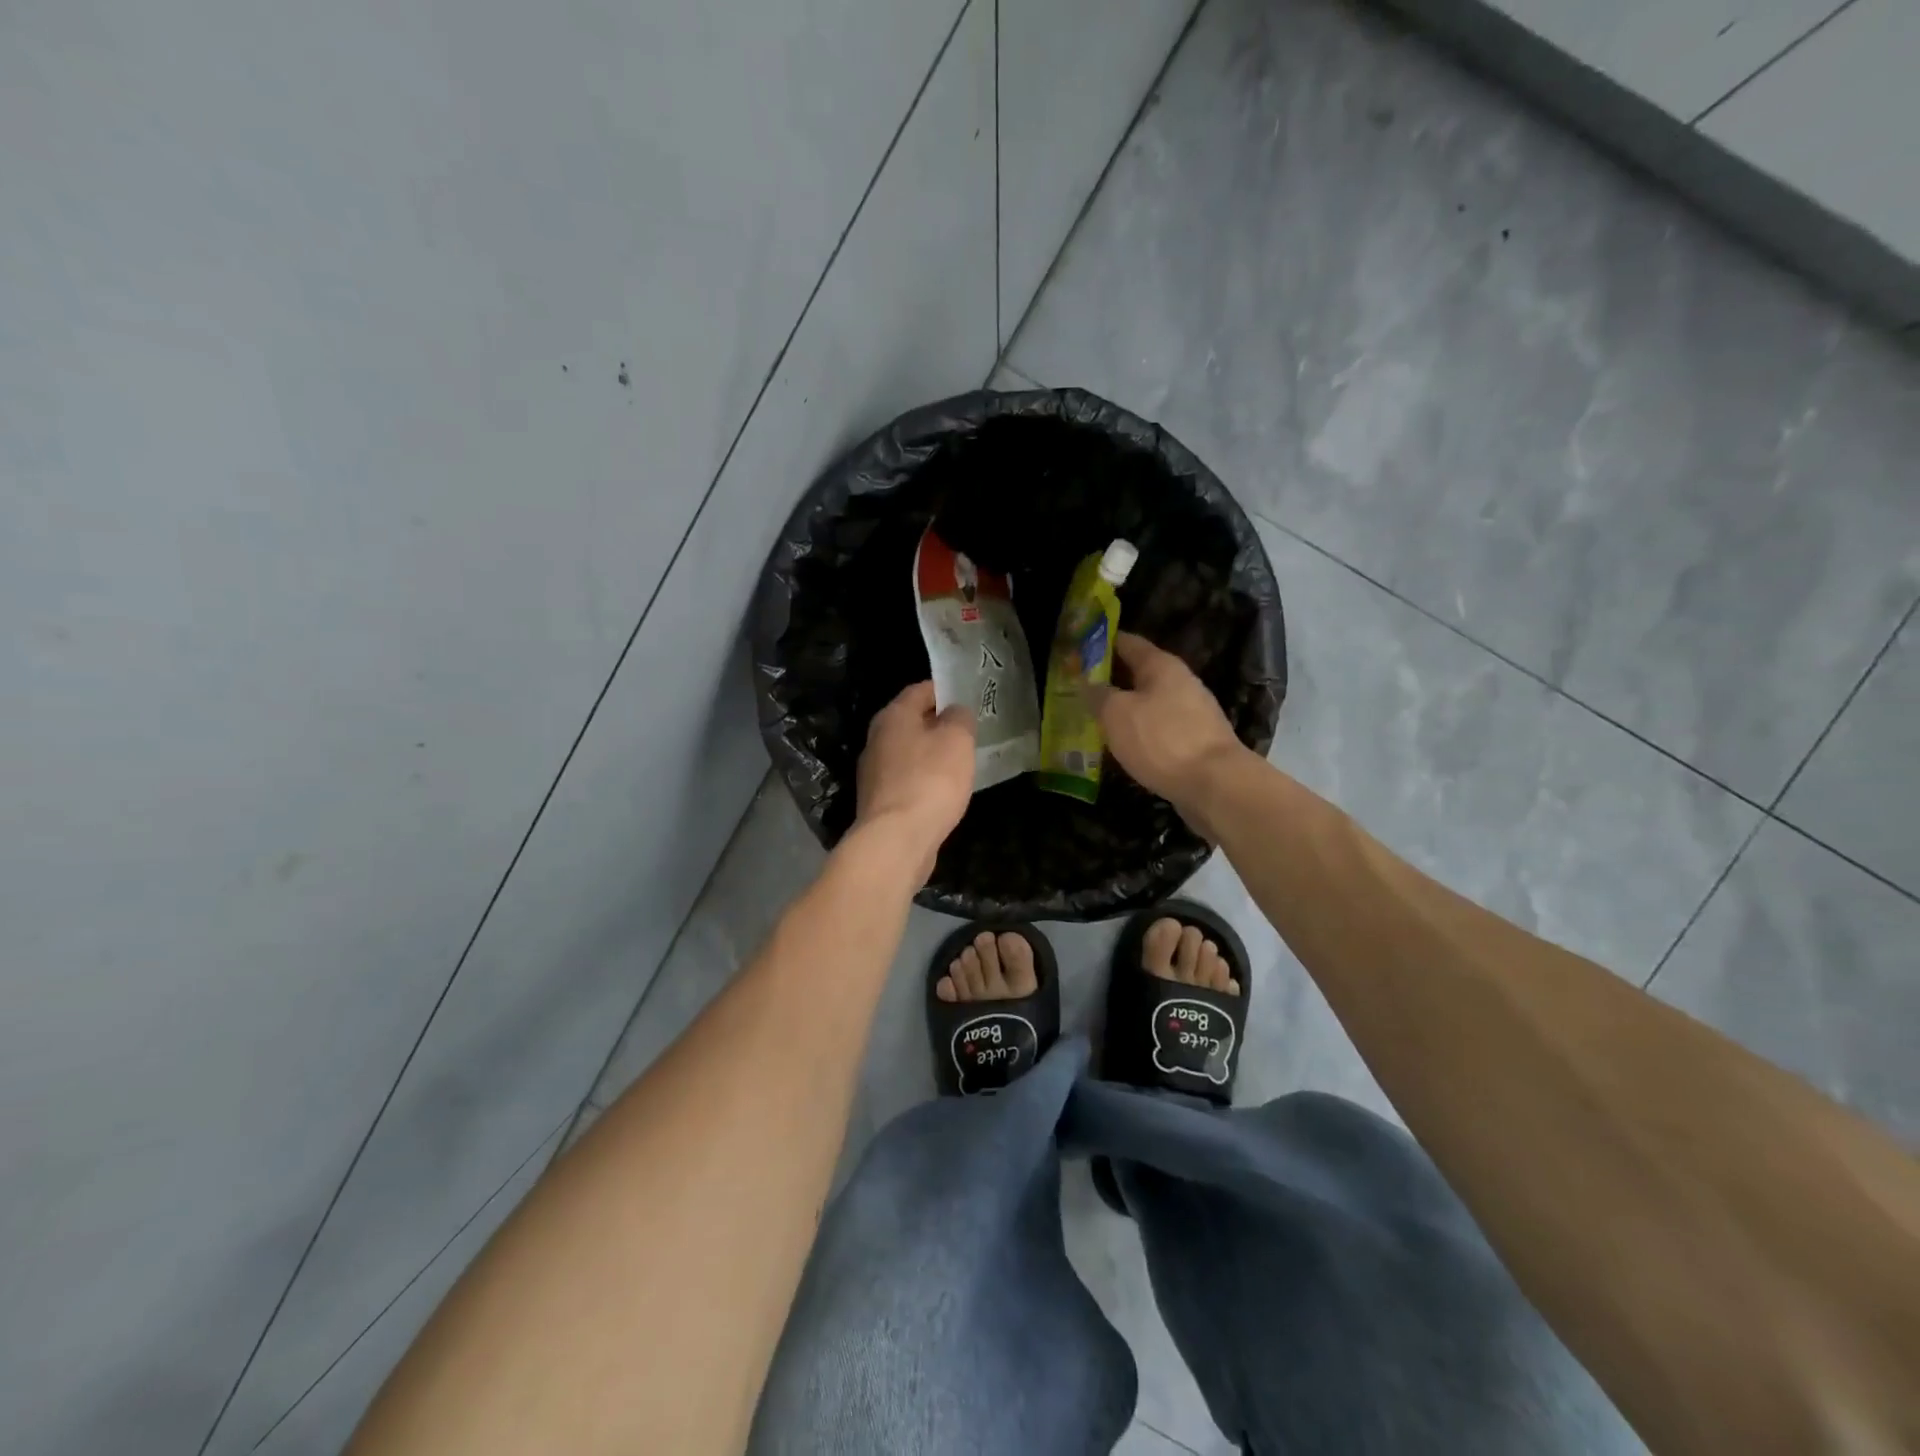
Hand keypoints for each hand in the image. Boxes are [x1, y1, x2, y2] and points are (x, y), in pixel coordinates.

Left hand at [854, 682, 975, 879]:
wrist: (897, 839)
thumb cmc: (930, 780)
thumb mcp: (957, 740)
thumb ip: (959, 717)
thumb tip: (955, 711)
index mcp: (893, 716)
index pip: (920, 690)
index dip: (946, 690)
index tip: (969, 697)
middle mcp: (877, 739)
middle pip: (911, 721)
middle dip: (938, 723)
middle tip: (969, 729)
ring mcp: (874, 772)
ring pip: (909, 752)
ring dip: (931, 753)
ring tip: (961, 760)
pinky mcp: (879, 801)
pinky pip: (907, 779)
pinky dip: (924, 779)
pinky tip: (944, 790)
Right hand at [1086, 632, 1247, 824]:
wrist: (1215, 784)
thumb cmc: (1162, 740)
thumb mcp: (1117, 714)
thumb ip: (1098, 694)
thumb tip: (1087, 682)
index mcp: (1161, 665)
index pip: (1127, 642)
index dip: (1101, 643)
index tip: (1077, 649)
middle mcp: (1180, 682)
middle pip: (1138, 672)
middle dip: (1109, 679)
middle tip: (1077, 688)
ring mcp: (1191, 712)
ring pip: (1148, 702)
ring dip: (1123, 707)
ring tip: (1093, 718)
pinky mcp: (1195, 740)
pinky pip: (1158, 727)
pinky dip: (1138, 730)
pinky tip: (1122, 744)